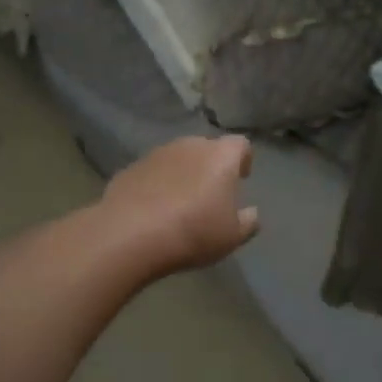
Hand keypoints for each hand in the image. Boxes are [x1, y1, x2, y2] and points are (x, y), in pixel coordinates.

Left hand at [98, 135, 258, 277]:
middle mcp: (190, 145)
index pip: (241, 144)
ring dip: (183, 173)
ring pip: (178, 157)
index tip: (241, 178)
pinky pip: (153, 172)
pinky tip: (153, 209)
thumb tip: (251, 213)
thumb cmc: (193, 232)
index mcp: (221, 156)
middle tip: (210, 194)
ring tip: (180, 203)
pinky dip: (157, 184)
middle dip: (211, 166)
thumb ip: (247, 221)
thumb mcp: (232, 236)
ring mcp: (157, 154)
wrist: (130, 234)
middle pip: (207, 148)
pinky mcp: (131, 167)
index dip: (243, 159)